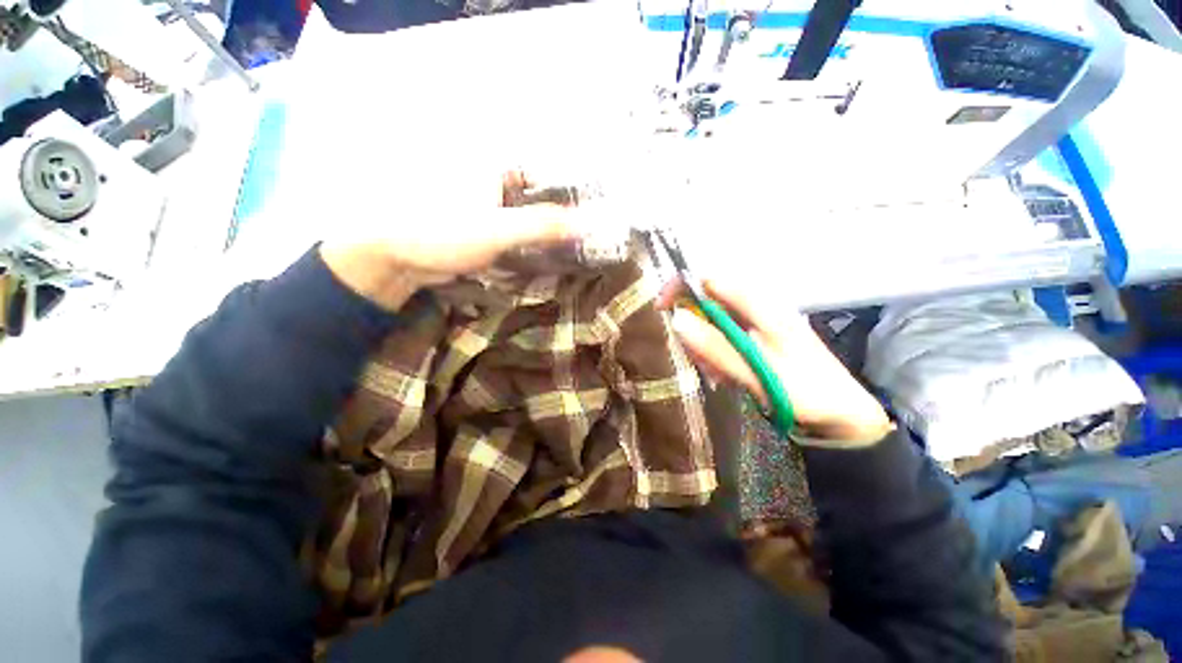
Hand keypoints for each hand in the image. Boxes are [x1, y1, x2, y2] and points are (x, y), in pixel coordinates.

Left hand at [319, 172, 577, 309]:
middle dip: (561, 215)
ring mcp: (486, 203)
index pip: (546, 173)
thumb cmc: (440, 232)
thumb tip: (586, 224)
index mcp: (494, 165)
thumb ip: (542, 226)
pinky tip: (544, 254)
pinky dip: (529, 241)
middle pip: (538, 195)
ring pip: (527, 214)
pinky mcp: (480, 225)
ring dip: (546, 231)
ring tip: (573, 247)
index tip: (593, 215)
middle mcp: (492, 178)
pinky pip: (513, 230)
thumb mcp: (497, 230)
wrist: (393, 257)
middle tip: (588, 236)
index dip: (570, 192)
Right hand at [658, 277, 891, 443]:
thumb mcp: (757, 371)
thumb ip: (717, 346)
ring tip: (717, 375)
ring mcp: (757, 324)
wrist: (845, 416)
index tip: (661, 310)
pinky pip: (723, 339)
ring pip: (713, 324)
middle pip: (708, 303)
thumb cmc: (807, 393)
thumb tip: (677, 319)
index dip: (681, 288)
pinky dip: (716, 356)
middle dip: (694, 330)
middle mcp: (758, 308)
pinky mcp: (756, 339)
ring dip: (705, 348)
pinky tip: (725, 375)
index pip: (711, 279)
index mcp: (762, 306)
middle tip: (700, 361)